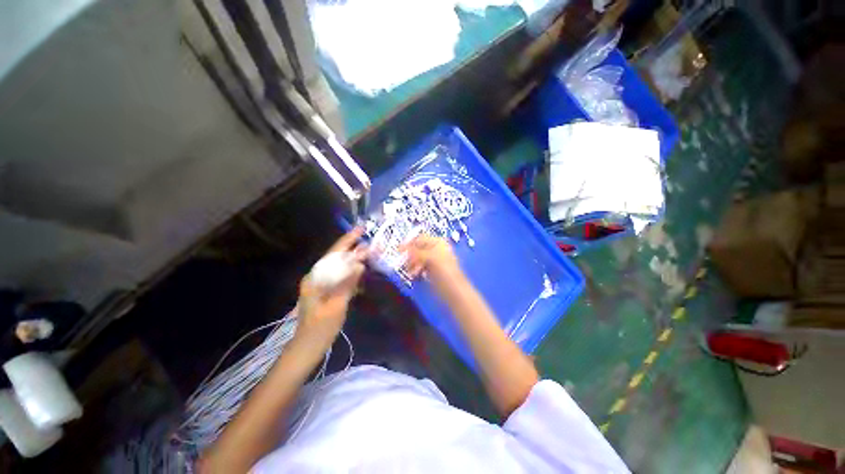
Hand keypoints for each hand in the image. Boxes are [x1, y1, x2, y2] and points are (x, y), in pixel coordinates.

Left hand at [294, 228, 365, 353]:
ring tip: (368, 253)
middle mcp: (316, 277)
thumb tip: (359, 264)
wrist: (308, 347)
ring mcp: (320, 284)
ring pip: (339, 266)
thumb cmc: (320, 329)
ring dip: (353, 259)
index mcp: (315, 278)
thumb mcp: (336, 306)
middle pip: (336, 257)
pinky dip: (351, 271)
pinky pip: (340, 275)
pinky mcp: (326, 290)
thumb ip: (347, 283)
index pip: (333, 254)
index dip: (347, 241)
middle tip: (368, 240)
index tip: (360, 230)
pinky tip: (360, 271)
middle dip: (352, 247)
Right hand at [400, 235, 461, 283]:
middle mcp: (435, 249)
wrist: (453, 291)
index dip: (409, 243)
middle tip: (406, 263)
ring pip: (416, 259)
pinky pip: (418, 267)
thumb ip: (415, 252)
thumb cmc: (445, 271)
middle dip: (410, 256)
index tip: (398, 250)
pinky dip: (415, 270)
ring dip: (412, 264)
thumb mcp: (430, 257)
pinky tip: (415, 275)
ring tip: (412, 272)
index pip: (420, 238)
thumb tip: (402, 248)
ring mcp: (433, 261)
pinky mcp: (430, 271)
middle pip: (417, 248)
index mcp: (438, 242)